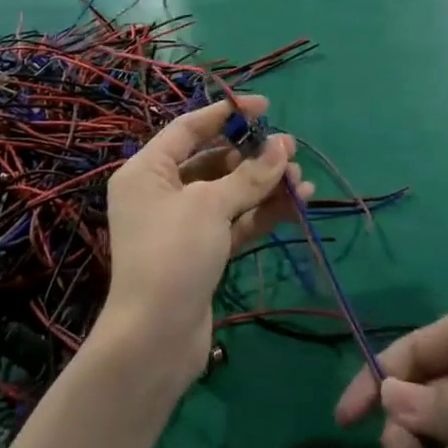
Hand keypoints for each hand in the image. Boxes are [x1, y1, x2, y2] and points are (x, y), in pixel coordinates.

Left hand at [100, 95, 312, 384]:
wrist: (155, 340)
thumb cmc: (173, 255)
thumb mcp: (211, 206)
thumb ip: (249, 175)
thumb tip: (283, 146)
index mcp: (147, 171)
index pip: (189, 128)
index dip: (227, 113)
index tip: (265, 106)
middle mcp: (161, 192)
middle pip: (212, 160)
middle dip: (253, 155)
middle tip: (290, 149)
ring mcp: (182, 224)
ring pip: (228, 192)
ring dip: (263, 184)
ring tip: (300, 178)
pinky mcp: (201, 252)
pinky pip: (234, 221)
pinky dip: (261, 212)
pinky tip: (296, 203)